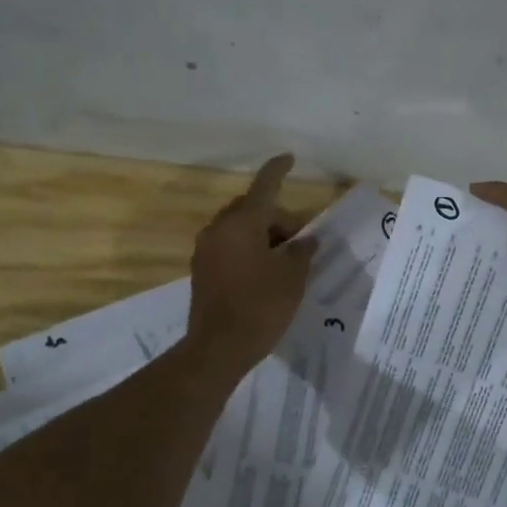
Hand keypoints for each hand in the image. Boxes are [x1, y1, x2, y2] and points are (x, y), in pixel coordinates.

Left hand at [188, 154, 315, 369]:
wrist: (218, 348)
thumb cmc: (261, 306)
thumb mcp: (292, 277)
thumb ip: (301, 251)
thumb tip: (304, 240)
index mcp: (242, 223)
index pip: (264, 187)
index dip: (278, 171)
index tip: (289, 158)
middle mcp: (219, 229)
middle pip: (252, 210)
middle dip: (277, 219)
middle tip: (300, 242)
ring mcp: (206, 250)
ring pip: (240, 230)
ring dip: (263, 236)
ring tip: (286, 262)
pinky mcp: (202, 271)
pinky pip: (230, 247)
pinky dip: (249, 251)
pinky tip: (266, 273)